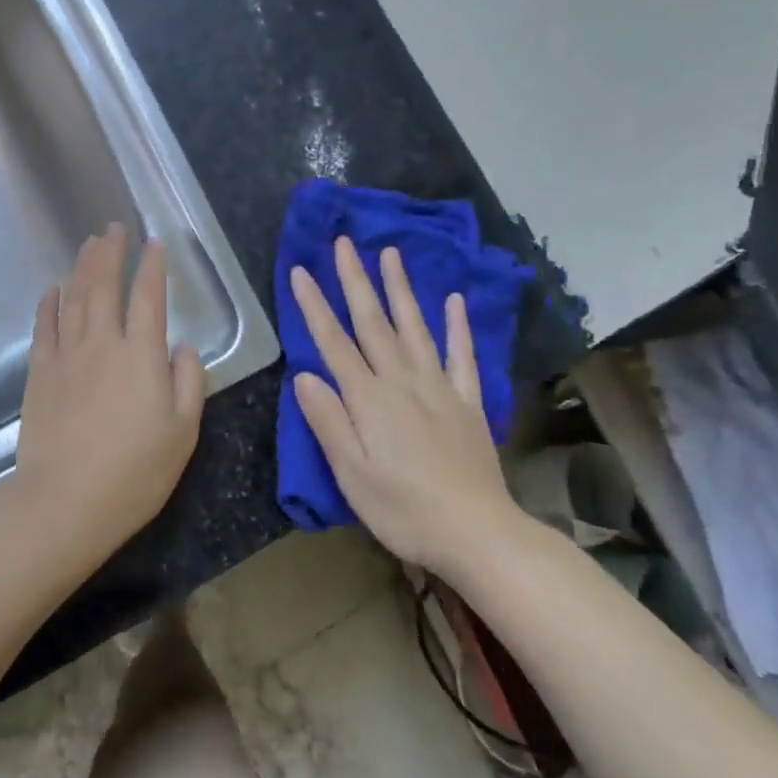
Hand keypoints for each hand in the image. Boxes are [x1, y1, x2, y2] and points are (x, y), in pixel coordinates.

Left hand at [11, 225, 204, 570]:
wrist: (66, 501)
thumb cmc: (135, 472)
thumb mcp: (183, 433)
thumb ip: (188, 381)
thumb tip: (182, 345)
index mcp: (142, 355)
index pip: (149, 297)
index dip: (153, 266)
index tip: (155, 243)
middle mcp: (102, 342)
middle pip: (104, 284)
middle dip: (111, 252)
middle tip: (114, 227)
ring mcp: (66, 354)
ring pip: (74, 297)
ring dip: (82, 266)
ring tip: (89, 244)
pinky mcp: (39, 371)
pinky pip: (45, 325)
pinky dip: (49, 302)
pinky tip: (53, 288)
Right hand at [289, 237, 530, 576]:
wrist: (477, 534)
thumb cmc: (403, 510)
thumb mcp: (351, 474)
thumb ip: (328, 421)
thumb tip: (305, 375)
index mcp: (369, 399)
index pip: (334, 343)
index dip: (315, 306)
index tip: (300, 271)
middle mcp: (402, 382)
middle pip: (374, 322)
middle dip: (355, 280)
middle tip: (344, 243)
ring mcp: (439, 388)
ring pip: (414, 328)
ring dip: (400, 289)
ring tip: (390, 253)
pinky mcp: (467, 403)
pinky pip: (462, 356)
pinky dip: (458, 326)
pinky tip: (453, 301)